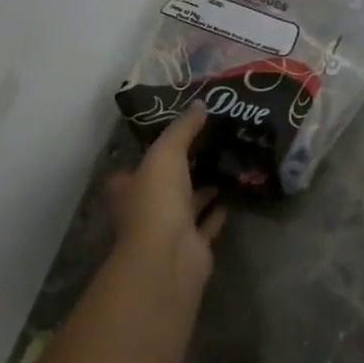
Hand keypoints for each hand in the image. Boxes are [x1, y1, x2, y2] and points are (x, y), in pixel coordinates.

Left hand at [106, 106, 225, 289]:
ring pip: (188, 202)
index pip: (137, 166)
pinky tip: (234, 191)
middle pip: (165, 184)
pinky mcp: (193, 246)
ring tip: (228, 161)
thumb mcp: (166, 153)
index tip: (178, 133)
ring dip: (204, 187)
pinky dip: (218, 210)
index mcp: (129, 188)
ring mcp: (169, 230)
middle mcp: (146, 209)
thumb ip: (182, 129)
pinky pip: (208, 222)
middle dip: (184, 168)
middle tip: (211, 142)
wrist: (168, 258)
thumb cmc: (156, 201)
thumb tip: (200, 104)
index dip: (153, 151)